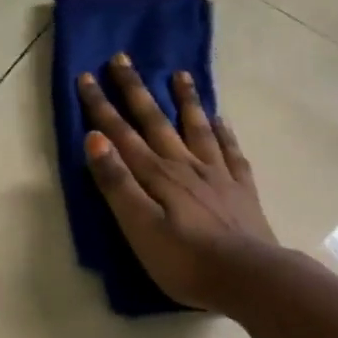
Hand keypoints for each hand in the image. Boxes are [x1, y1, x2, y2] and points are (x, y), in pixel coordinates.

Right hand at [79, 54, 275, 313]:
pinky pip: (230, 151)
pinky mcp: (240, 189)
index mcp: (156, 175)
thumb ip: (117, 183)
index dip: (101, 106)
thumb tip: (94, 138)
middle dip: (135, 90)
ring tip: (179, 74)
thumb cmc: (185, 260)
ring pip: (196, 127)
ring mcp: (216, 174)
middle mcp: (184, 165)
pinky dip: (223, 132)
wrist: (250, 279)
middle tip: (122, 58)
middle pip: (156, 121)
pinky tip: (221, 119)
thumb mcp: (139, 226)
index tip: (87, 76)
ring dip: (185, 100)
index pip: (121, 134)